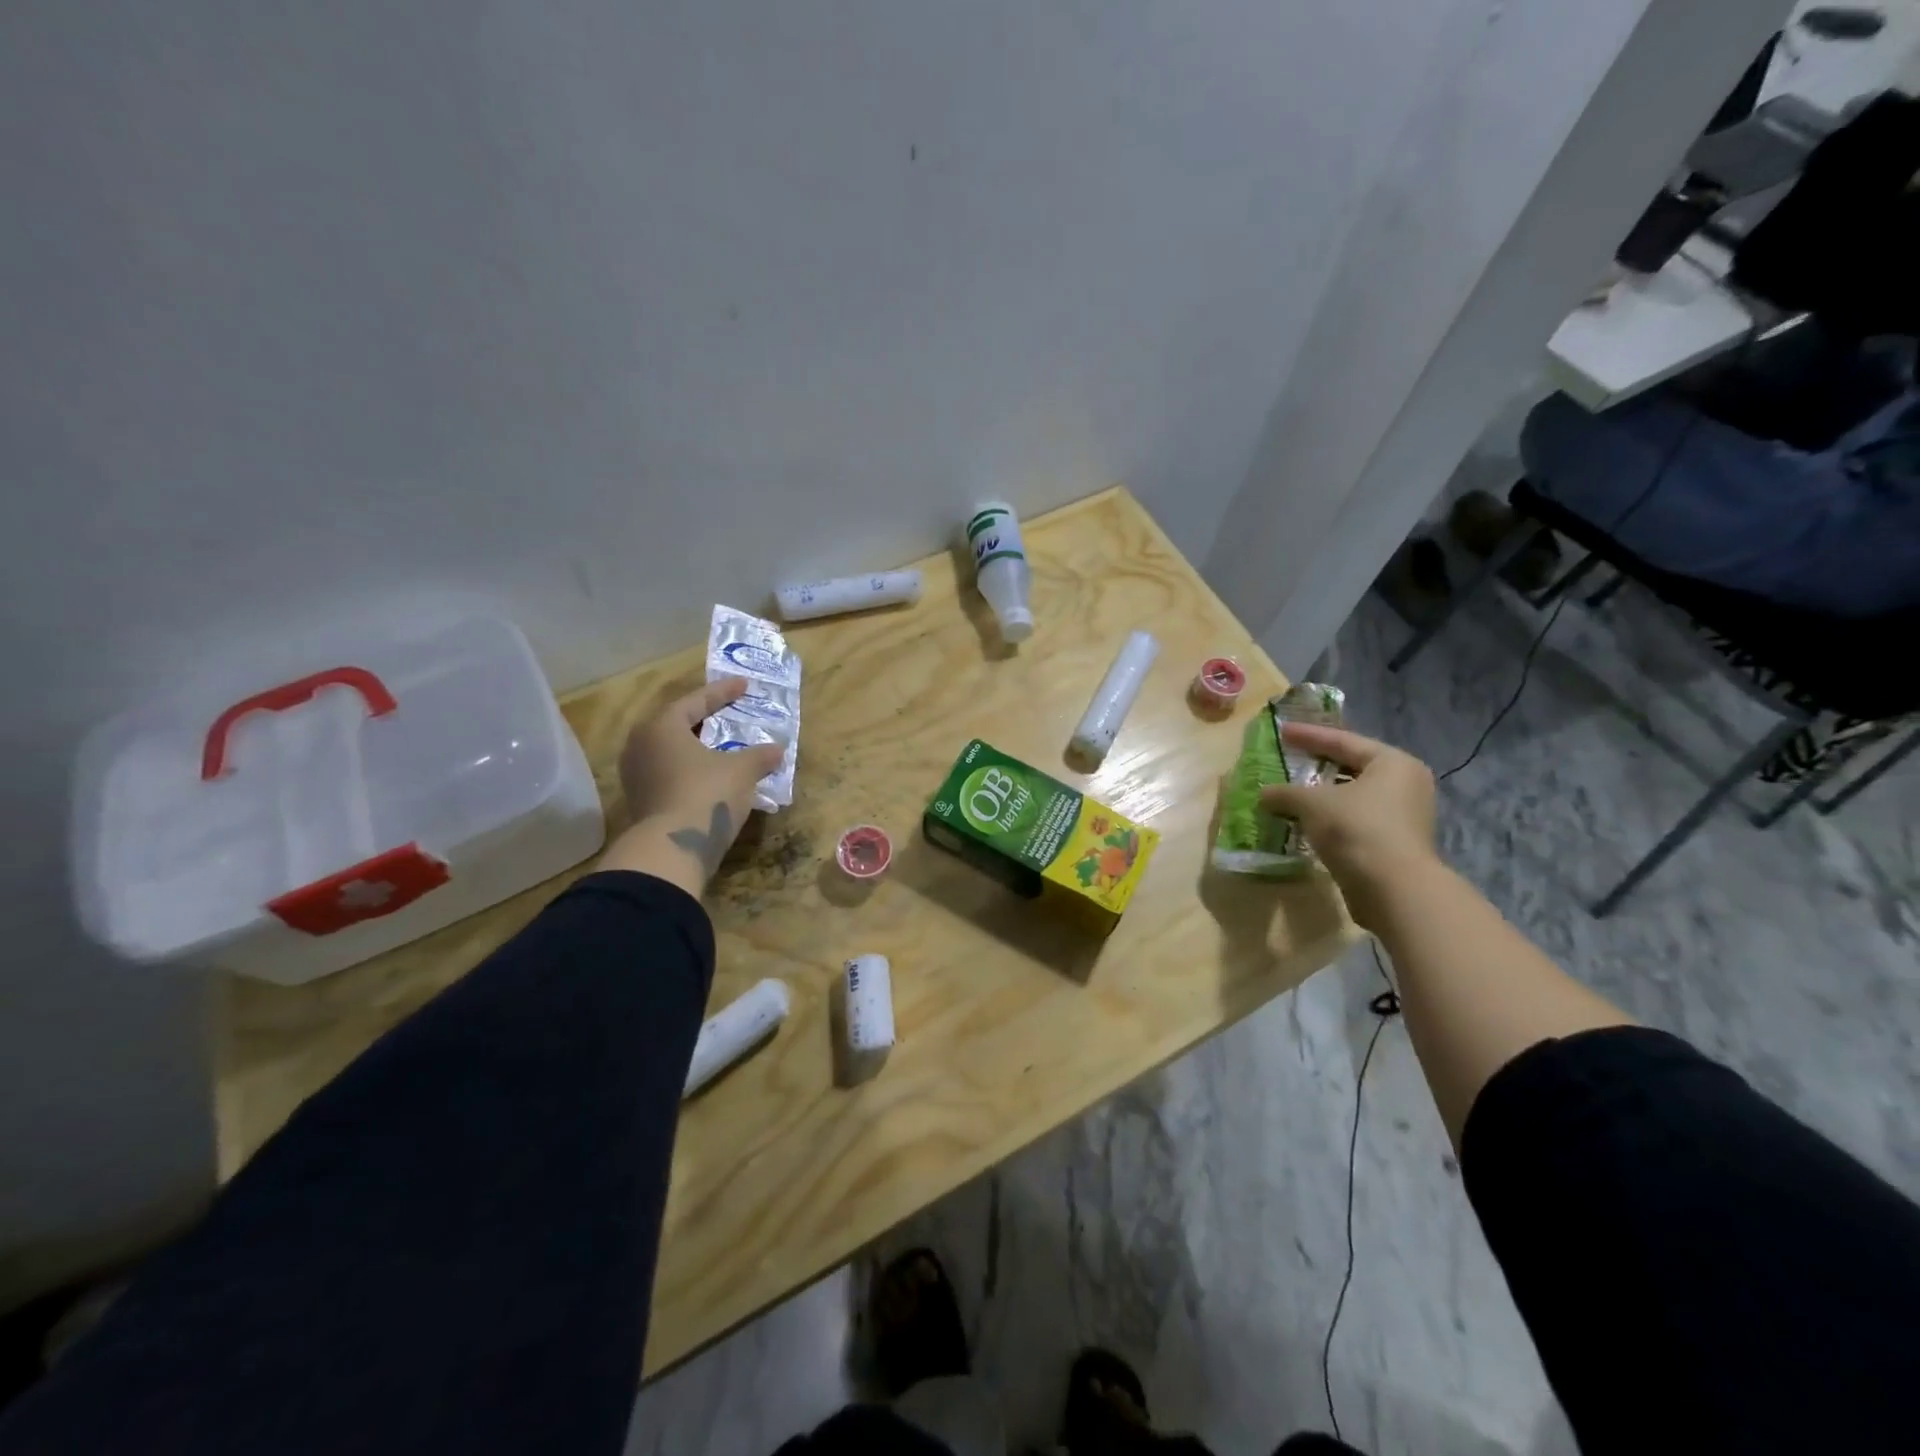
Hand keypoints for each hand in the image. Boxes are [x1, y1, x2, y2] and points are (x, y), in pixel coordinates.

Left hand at [600, 677, 785, 896]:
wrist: (673, 848)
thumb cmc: (707, 794)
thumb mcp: (742, 771)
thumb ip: (760, 756)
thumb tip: (777, 750)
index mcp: (662, 727)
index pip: (695, 701)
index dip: (722, 692)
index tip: (744, 685)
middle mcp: (641, 745)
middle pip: (676, 723)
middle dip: (704, 719)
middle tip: (727, 714)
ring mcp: (636, 775)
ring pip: (670, 751)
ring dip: (696, 747)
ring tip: (720, 746)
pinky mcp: (640, 800)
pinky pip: (668, 772)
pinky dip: (690, 769)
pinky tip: (710, 775)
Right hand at [1259, 723, 1438, 927]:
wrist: (1393, 888)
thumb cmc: (1356, 828)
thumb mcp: (1311, 803)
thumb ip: (1284, 792)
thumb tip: (1264, 794)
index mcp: (1392, 763)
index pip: (1344, 741)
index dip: (1309, 735)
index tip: (1282, 731)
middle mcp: (1405, 784)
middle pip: (1352, 767)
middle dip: (1317, 765)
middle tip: (1289, 758)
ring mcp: (1403, 816)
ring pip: (1353, 796)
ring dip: (1322, 795)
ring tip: (1292, 792)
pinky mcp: (1394, 844)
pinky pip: (1355, 820)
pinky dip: (1330, 817)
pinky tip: (1306, 821)